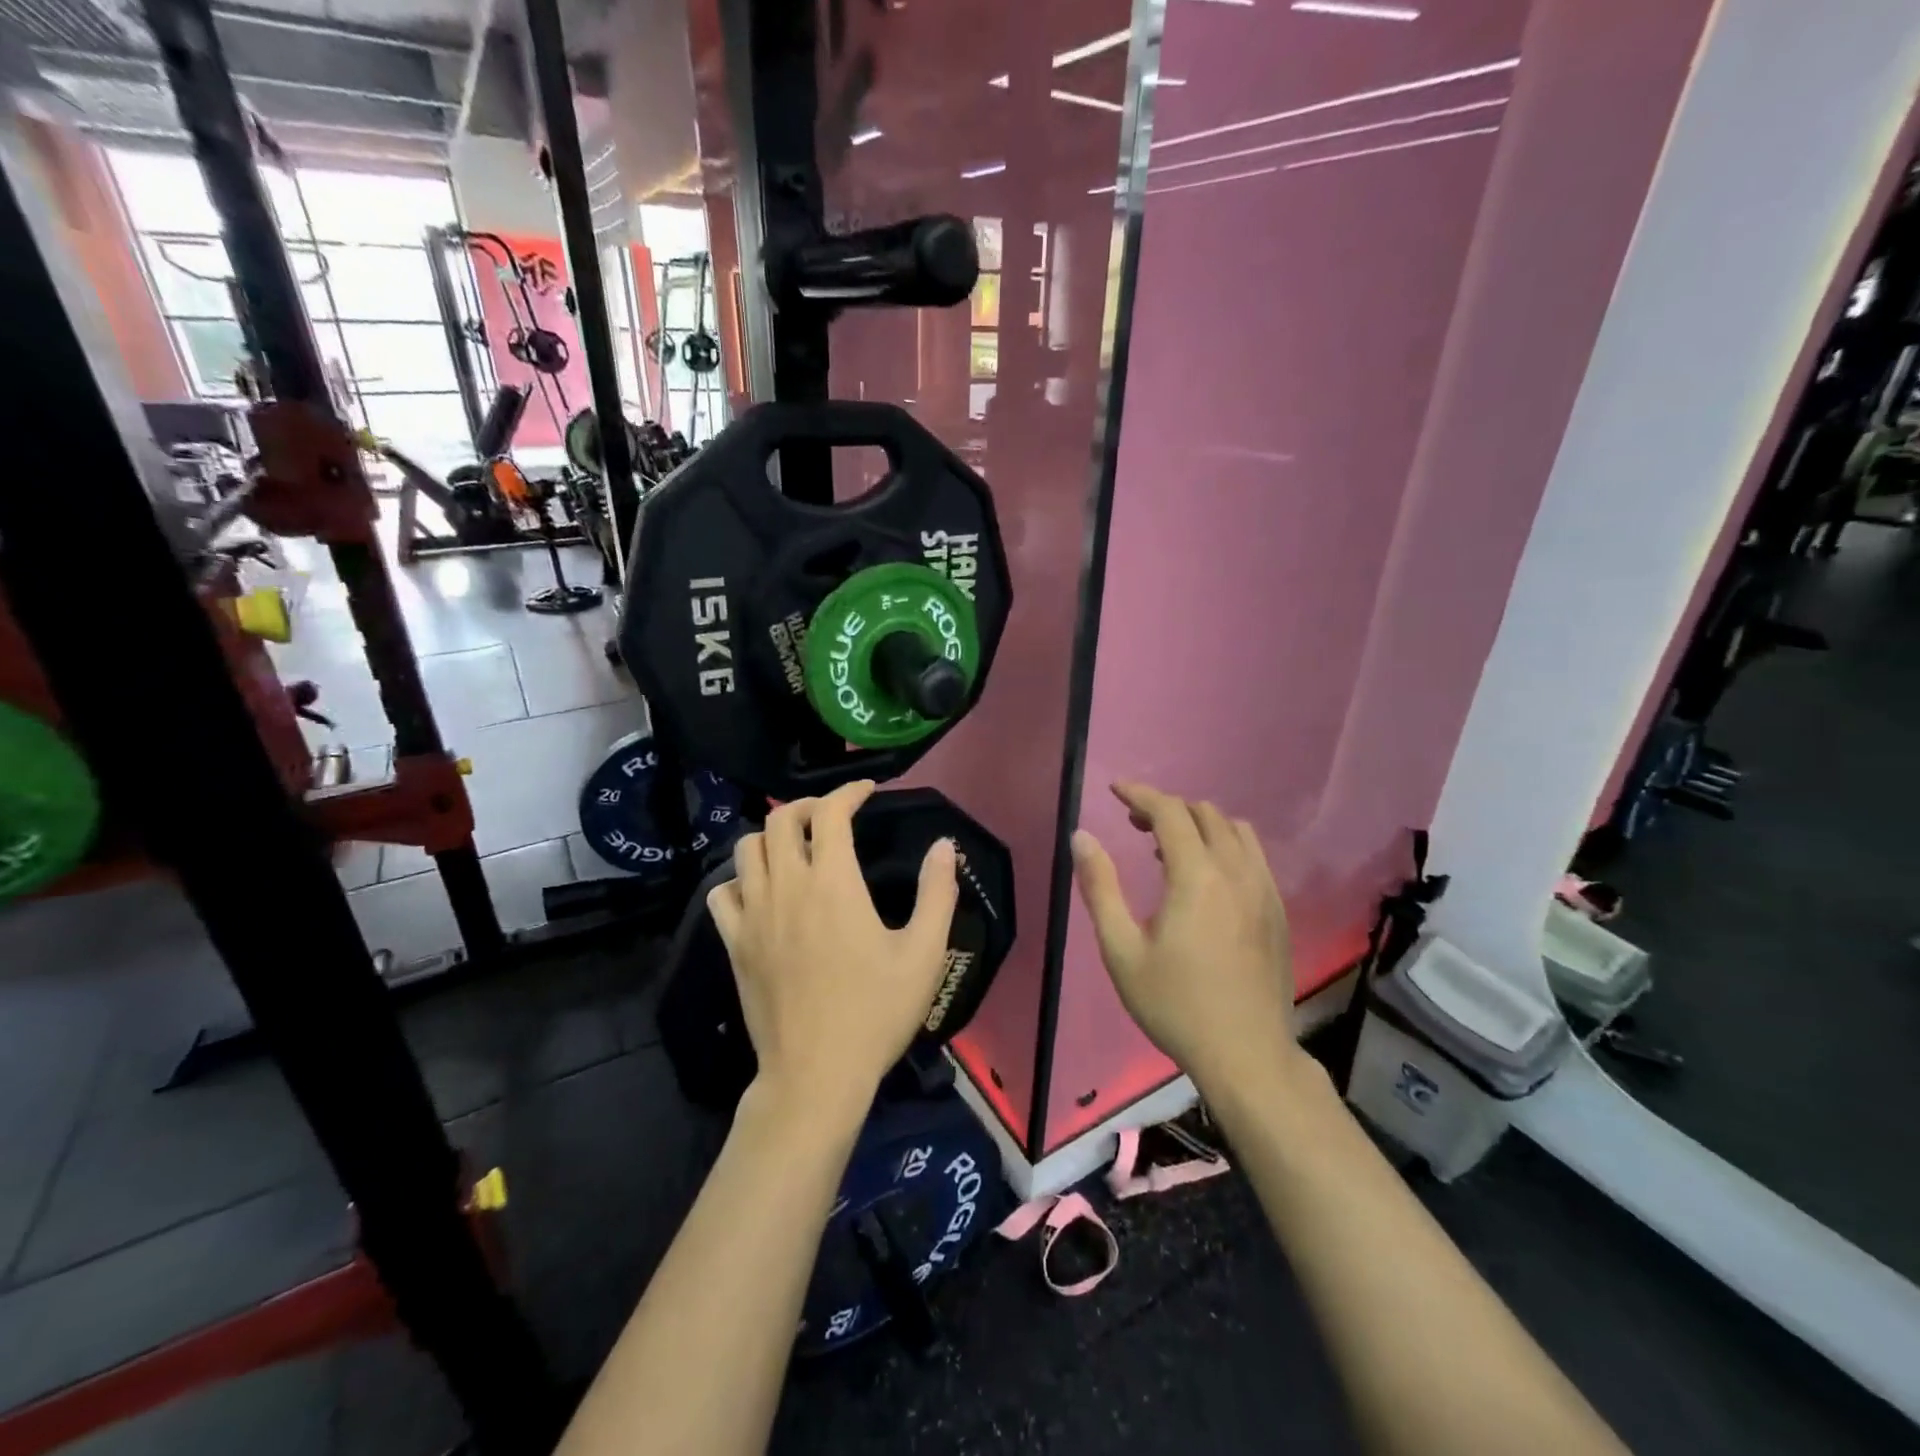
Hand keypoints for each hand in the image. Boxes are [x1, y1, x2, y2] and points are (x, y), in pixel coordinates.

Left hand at [708, 781, 959, 1124]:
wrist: (816, 1074)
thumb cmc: (875, 1012)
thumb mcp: (923, 953)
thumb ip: (937, 892)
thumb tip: (944, 845)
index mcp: (833, 883)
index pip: (830, 812)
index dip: (849, 791)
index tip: (867, 791)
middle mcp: (787, 887)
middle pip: (779, 819)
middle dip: (807, 806)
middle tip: (833, 817)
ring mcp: (753, 915)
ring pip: (747, 848)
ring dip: (772, 836)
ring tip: (796, 848)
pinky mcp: (734, 944)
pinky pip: (723, 891)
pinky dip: (741, 878)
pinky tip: (762, 891)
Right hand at [1071, 782, 1299, 1094]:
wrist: (1246, 1054)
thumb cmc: (1174, 1004)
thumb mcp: (1121, 950)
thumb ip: (1100, 887)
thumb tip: (1081, 837)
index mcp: (1196, 876)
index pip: (1169, 812)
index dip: (1140, 794)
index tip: (1115, 790)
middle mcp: (1236, 871)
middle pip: (1204, 813)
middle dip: (1166, 808)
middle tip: (1135, 826)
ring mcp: (1264, 890)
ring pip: (1235, 830)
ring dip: (1200, 824)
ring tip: (1170, 849)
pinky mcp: (1278, 910)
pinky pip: (1254, 855)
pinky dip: (1226, 845)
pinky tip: (1207, 878)